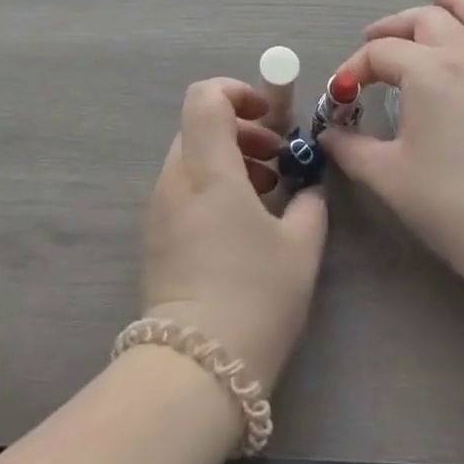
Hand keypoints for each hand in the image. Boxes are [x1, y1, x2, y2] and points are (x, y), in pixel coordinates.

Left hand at [141, 79, 327, 392]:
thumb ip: (309, 203)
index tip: (268, 116)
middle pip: (199, 126)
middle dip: (240, 130)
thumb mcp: (301, 247)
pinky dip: (212, 185)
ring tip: (266, 191)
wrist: (195, 370)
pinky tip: (241, 222)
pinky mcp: (155, 236)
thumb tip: (306, 188)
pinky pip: (183, 188)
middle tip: (276, 158)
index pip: (204, 96)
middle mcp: (175, 179)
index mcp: (208, 169)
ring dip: (228, 158)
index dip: (236, 92)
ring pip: (191, 157)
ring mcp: (159, 208)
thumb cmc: (254, 297)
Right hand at [323, 0, 463, 288]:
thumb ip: (349, 146)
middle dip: (395, 28)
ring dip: (459, 3)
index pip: (381, 53)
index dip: (353, 69)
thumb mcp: (384, 174)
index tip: (340, 95)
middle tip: (375, 43)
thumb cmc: (445, 201)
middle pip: (427, 21)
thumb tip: (328, 134)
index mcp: (429, 70)